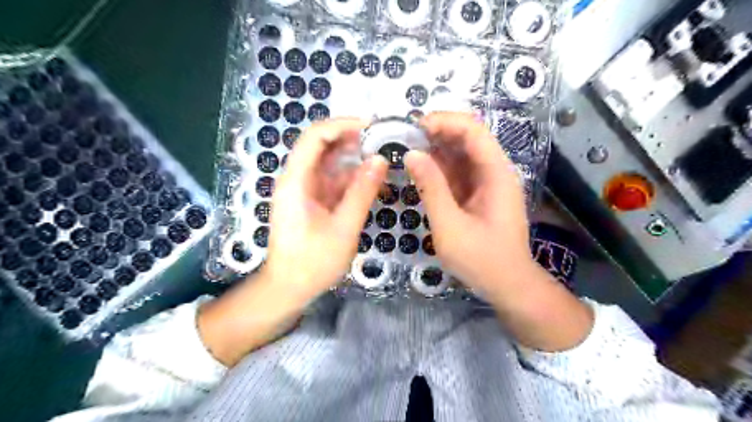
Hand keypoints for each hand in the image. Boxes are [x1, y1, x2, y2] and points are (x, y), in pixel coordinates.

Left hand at [198, 119, 386, 366]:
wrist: (289, 288)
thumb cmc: (312, 262)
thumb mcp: (343, 228)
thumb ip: (362, 193)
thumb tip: (381, 160)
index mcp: (296, 181)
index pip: (315, 137)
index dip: (342, 124)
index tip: (372, 126)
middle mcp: (298, 179)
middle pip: (323, 146)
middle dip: (353, 140)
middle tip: (385, 142)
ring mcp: (306, 190)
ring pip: (331, 163)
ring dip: (356, 160)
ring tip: (385, 160)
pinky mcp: (314, 201)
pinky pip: (335, 181)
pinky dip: (354, 179)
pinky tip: (375, 183)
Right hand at [405, 111, 593, 348]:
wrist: (508, 286)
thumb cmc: (482, 260)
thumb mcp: (450, 226)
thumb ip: (431, 188)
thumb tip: (411, 154)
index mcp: (496, 173)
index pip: (473, 130)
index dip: (444, 121)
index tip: (413, 127)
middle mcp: (494, 171)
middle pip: (467, 138)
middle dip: (436, 133)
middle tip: (403, 139)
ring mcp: (487, 183)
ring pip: (460, 155)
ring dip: (434, 150)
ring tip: (405, 152)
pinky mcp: (478, 194)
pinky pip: (457, 173)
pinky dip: (438, 169)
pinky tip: (419, 171)